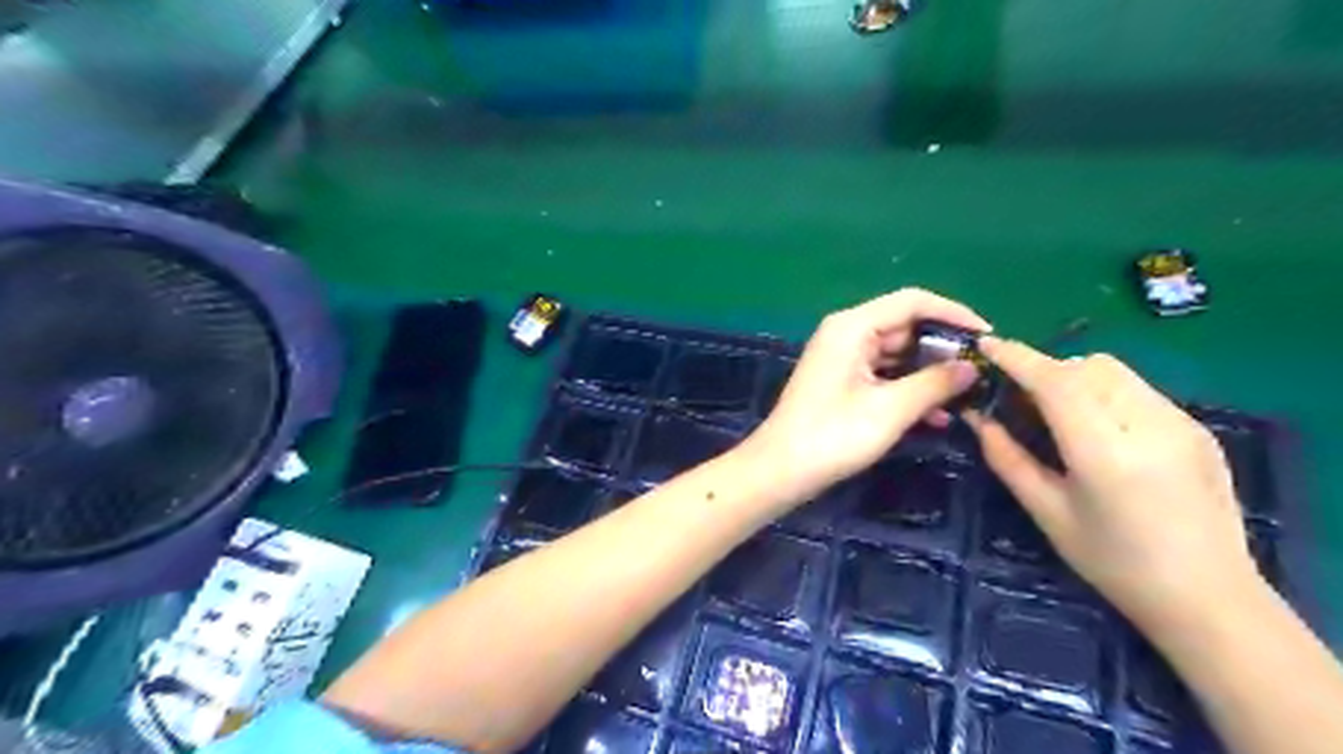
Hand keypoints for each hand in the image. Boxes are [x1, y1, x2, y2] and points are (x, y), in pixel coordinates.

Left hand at [744, 289, 982, 506]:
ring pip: (897, 354)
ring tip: (968, 395)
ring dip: (929, 373)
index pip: (913, 302)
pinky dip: (909, 389)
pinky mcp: (842, 382)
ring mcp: (843, 358)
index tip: (988, 337)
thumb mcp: (891, 409)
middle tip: (981, 371)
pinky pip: (884, 375)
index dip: (954, 314)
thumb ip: (935, 383)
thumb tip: (972, 367)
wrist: (781, 470)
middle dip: (944, 348)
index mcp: (853, 326)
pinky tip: (938, 416)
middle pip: (905, 326)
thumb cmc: (833, 435)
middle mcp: (847, 334)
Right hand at [965, 339, 1260, 637]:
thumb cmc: (1113, 562)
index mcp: (1105, 453)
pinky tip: (1101, 431)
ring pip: (1115, 372)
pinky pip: (1138, 390)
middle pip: (1087, 366)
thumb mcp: (1047, 513)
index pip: (1056, 382)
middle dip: (1046, 370)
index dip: (1017, 358)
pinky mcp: (1197, 429)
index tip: (986, 345)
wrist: (1208, 597)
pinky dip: (1105, 394)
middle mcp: (1148, 426)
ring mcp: (1180, 424)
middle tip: (1020, 399)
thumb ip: (1008, 459)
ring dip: (1076, 378)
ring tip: (1059, 414)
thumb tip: (977, 418)